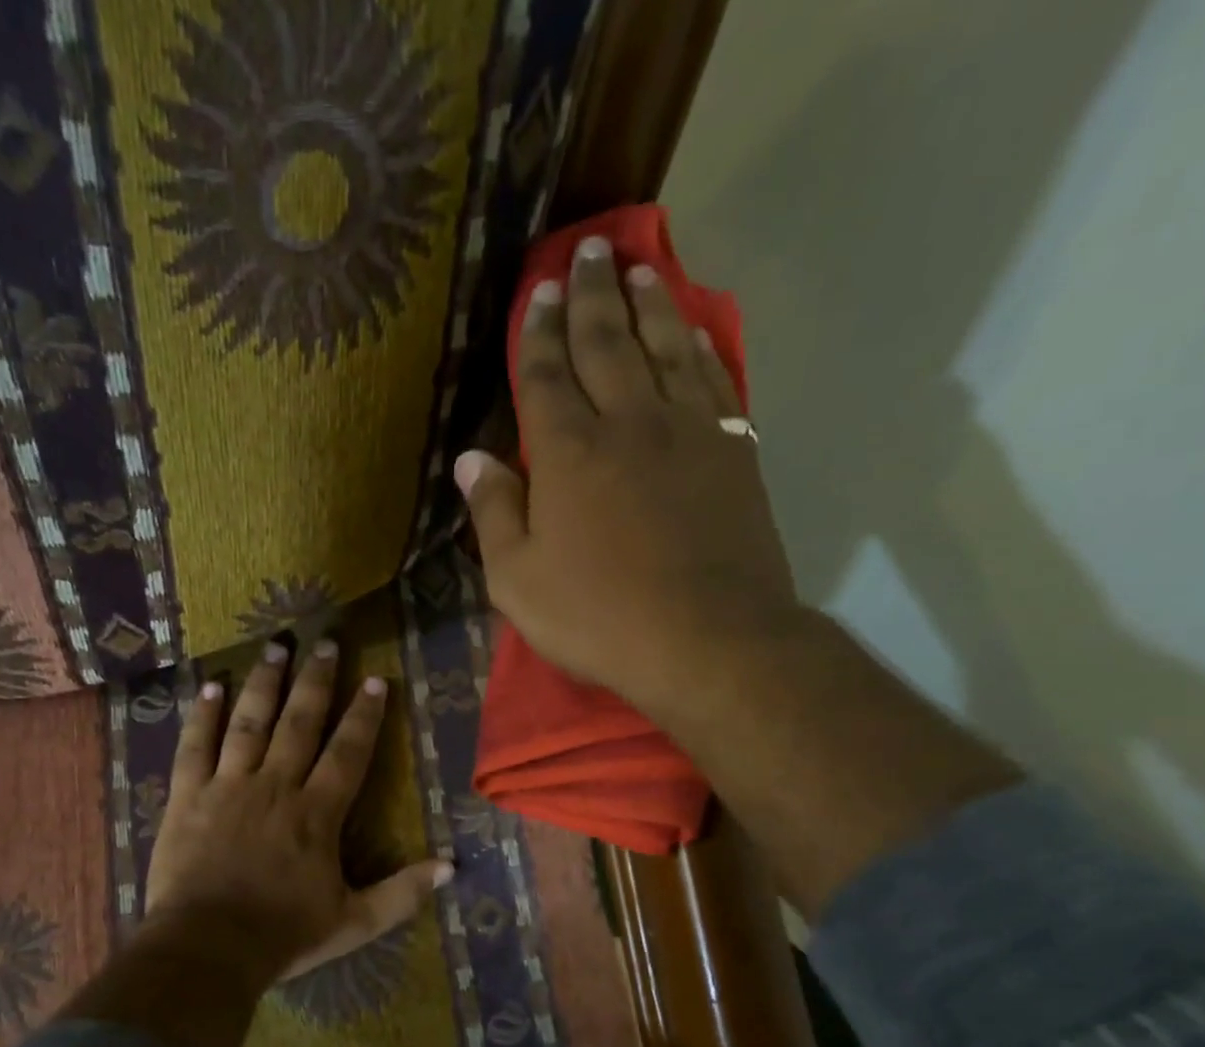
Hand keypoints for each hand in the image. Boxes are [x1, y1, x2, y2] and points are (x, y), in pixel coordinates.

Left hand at [142, 638, 451, 992]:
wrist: (207, 948)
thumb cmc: (283, 935)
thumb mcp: (354, 922)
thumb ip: (402, 893)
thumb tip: (451, 867)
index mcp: (317, 813)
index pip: (348, 752)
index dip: (364, 715)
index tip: (375, 679)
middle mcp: (276, 786)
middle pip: (300, 722)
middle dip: (317, 680)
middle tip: (327, 642)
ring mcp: (228, 786)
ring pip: (250, 722)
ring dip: (265, 682)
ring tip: (276, 647)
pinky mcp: (188, 796)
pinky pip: (196, 746)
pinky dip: (203, 714)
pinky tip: (210, 685)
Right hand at [455, 236, 800, 726]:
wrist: (707, 640)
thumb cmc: (598, 617)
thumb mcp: (518, 581)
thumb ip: (493, 514)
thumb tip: (470, 459)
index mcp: (568, 452)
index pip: (545, 374)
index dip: (537, 331)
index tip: (537, 291)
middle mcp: (629, 422)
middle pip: (607, 342)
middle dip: (592, 294)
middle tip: (587, 249)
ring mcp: (688, 431)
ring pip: (666, 347)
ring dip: (650, 304)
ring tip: (639, 268)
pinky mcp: (734, 452)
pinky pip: (715, 381)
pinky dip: (702, 348)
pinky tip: (695, 331)